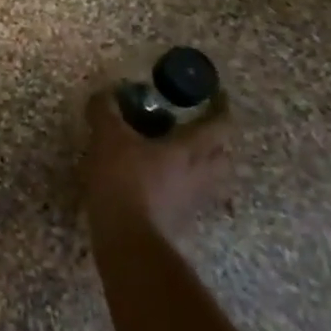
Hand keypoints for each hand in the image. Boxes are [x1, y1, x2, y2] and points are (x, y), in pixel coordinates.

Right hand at [81, 89, 233, 240]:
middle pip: (224, 156)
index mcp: (190, 151)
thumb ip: (105, 111)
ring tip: (181, 155)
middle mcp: (201, 175)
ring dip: (204, 165)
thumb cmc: (123, 180)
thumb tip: (105, 93)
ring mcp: (194, 201)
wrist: (127, 237)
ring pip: (212, 179)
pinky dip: (185, 186)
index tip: (218, 96)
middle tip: (198, 127)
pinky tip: (164, 182)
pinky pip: (193, 197)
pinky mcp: (182, 220)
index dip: (222, 109)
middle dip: (216, 140)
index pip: (220, 126)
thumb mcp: (107, 137)